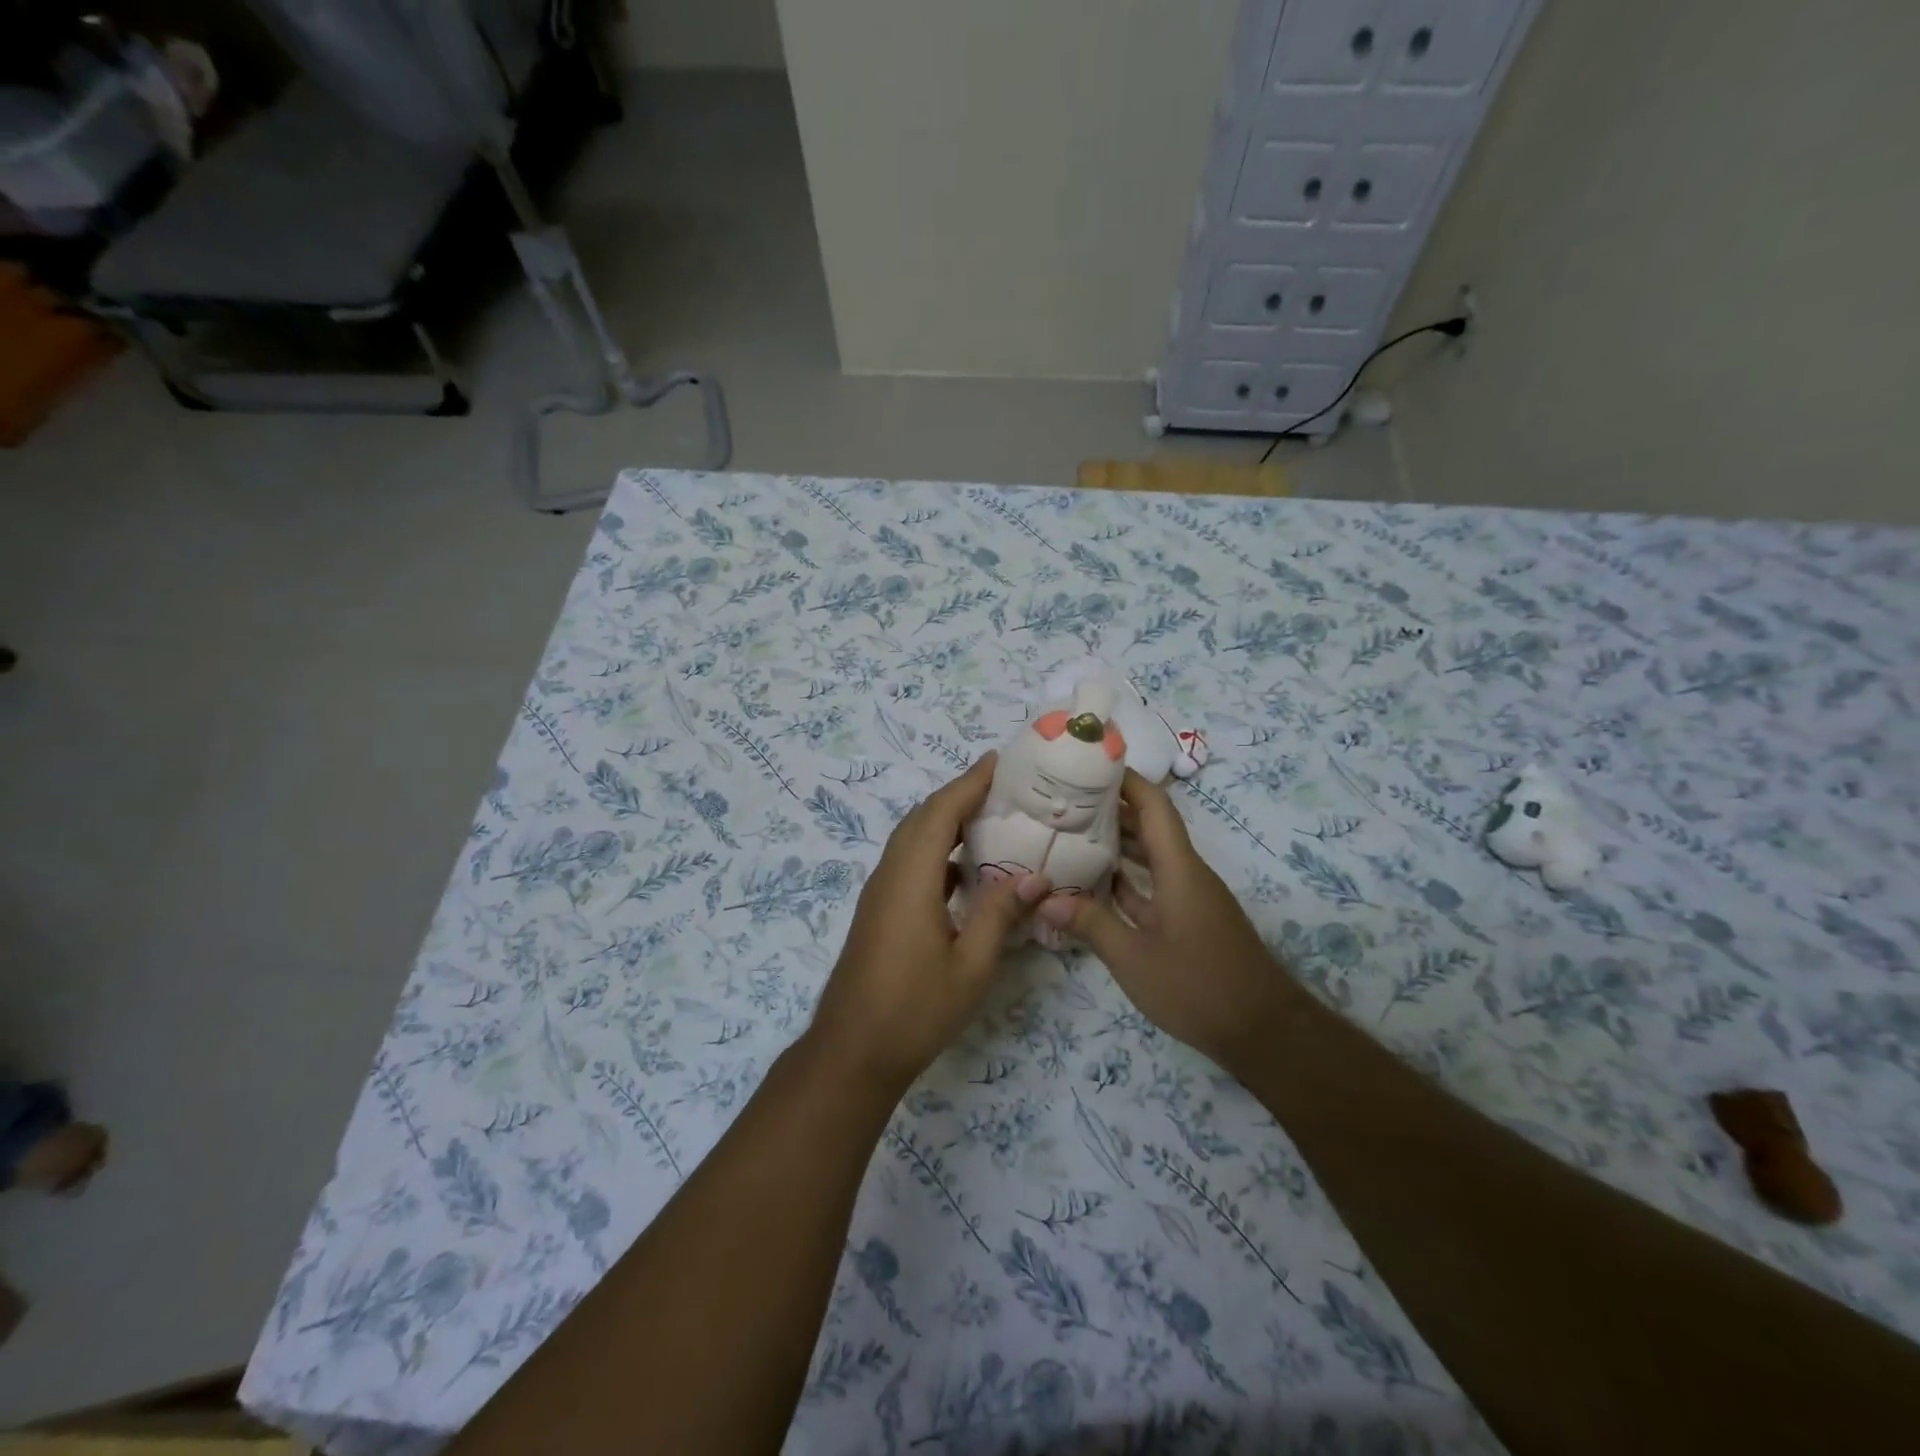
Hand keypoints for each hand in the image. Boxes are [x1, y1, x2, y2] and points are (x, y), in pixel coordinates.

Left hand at [807, 755, 1050, 1096]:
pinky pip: (910, 862)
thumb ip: (1001, 915)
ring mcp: (881, 892)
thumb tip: (1035, 876)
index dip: (969, 783)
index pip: (941, 813)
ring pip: (913, 839)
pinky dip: (938, 851)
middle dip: (959, 794)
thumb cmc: (915, 1009)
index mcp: (911, 878)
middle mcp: (890, 874)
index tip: (999, 761)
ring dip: (946, 820)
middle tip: (1003, 785)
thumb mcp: (971, 966)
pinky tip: (966, 870)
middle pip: (923, 818)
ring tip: (990, 817)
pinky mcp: (880, 910)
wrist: (853, 1052)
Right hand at [1037, 769, 1298, 1072]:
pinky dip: (1124, 880)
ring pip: (1149, 857)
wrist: (1261, 1031)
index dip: (1126, 780)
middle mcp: (1186, 873)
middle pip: (1148, 826)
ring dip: (1115, 844)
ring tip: (1068, 833)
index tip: (1090, 764)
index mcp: (1179, 869)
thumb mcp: (1134, 959)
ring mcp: (1188, 898)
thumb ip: (1090, 925)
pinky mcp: (1187, 920)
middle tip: (1063, 800)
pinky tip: (1092, 884)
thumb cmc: (1198, 987)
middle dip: (1110, 809)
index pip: (1154, 806)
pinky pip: (1151, 886)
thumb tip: (1044, 898)